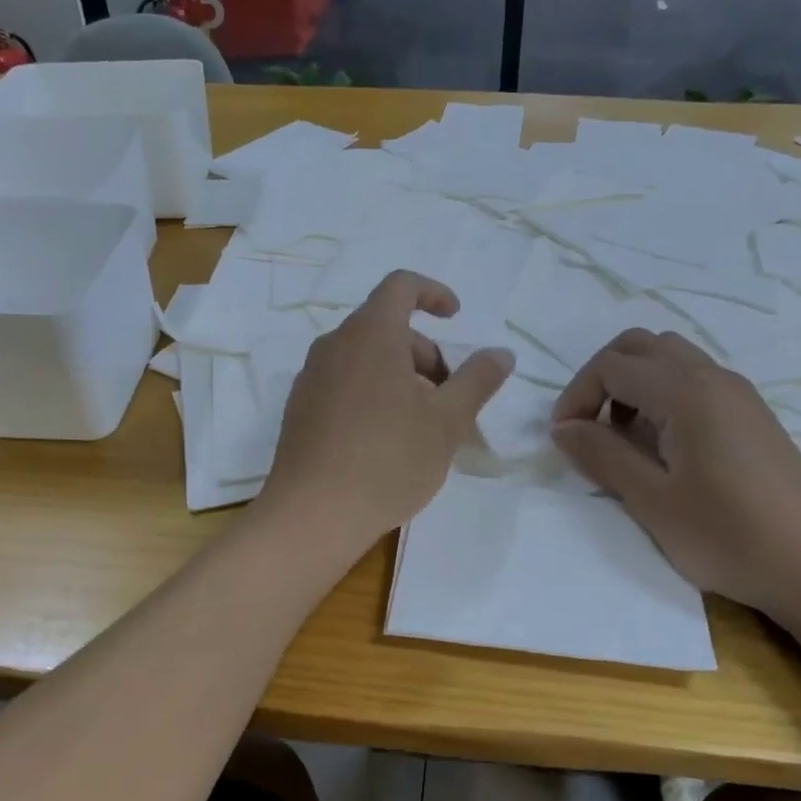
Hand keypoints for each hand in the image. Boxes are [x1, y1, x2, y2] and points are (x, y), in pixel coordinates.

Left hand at [261, 271, 512, 550]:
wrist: (314, 514)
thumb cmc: (389, 459)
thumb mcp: (448, 421)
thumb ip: (478, 380)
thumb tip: (501, 353)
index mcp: (370, 334)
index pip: (401, 286)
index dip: (433, 293)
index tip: (456, 318)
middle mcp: (334, 345)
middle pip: (387, 328)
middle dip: (425, 355)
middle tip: (449, 401)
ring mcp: (311, 377)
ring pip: (365, 359)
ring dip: (401, 377)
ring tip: (421, 426)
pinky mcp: (299, 409)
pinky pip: (344, 383)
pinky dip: (373, 394)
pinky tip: (385, 442)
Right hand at [551, 329, 800, 628]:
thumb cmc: (730, 537)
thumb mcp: (653, 501)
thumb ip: (602, 455)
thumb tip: (563, 428)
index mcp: (687, 391)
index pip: (612, 366)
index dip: (576, 396)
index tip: (563, 440)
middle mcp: (713, 377)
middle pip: (640, 345)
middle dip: (602, 377)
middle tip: (587, 427)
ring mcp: (738, 393)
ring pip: (669, 358)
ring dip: (633, 384)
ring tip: (623, 437)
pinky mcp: (752, 415)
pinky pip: (694, 380)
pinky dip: (662, 394)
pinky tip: (663, 445)